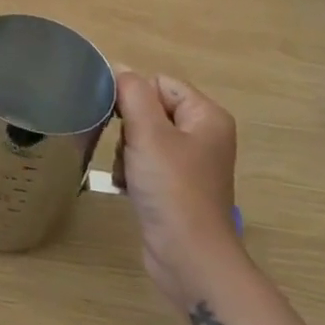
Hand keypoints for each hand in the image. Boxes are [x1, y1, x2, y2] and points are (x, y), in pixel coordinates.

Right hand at [113, 71, 243, 306]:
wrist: (189, 257)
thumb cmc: (172, 188)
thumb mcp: (148, 133)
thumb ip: (131, 93)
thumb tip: (118, 68)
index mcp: (206, 116)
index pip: (159, 83)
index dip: (134, 96)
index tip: (119, 119)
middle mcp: (203, 135)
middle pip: (149, 109)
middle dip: (128, 127)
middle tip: (127, 150)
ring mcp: (190, 163)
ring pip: (142, 136)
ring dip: (126, 151)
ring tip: (126, 173)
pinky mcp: (176, 186)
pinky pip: (145, 162)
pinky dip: (131, 171)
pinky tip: (126, 186)